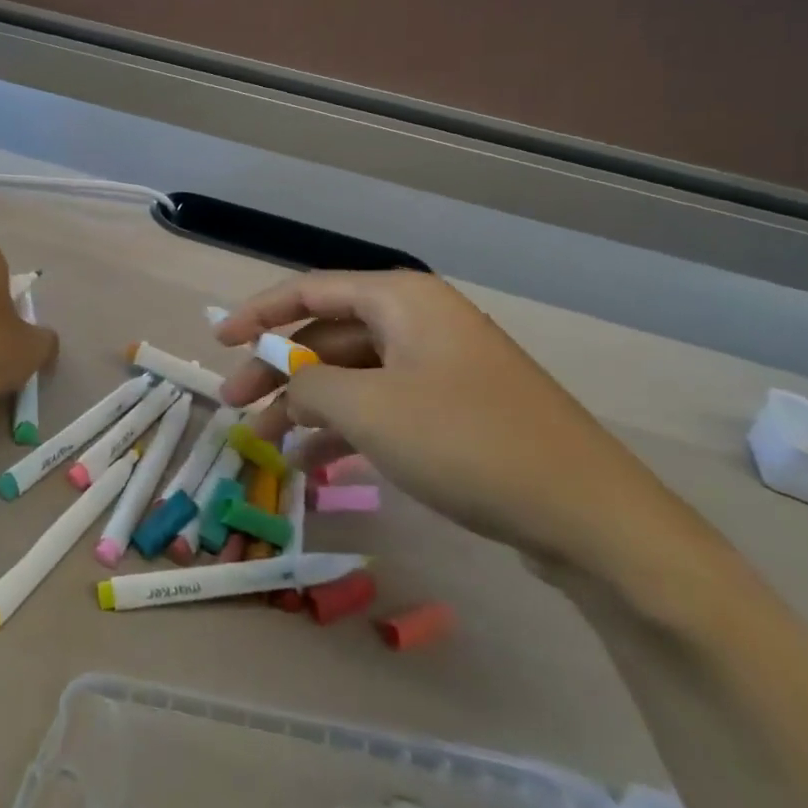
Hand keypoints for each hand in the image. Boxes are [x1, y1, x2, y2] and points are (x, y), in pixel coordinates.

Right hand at [215, 271, 703, 581]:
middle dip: (278, 371)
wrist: (590, 517)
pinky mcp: (454, 411)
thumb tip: (290, 389)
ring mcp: (438, 367)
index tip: (218, 340)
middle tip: (235, 405)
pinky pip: (381, 406)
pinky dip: (344, 428)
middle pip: (327, 335)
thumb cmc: (467, 442)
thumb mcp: (369, 410)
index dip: (257, 313)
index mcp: (400, 300)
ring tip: (266, 445)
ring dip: (306, 406)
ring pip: (352, 375)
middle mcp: (418, 322)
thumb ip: (310, 387)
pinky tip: (314, 462)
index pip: (309, 290)